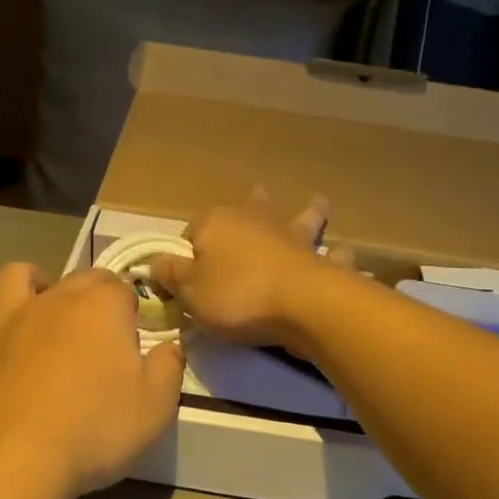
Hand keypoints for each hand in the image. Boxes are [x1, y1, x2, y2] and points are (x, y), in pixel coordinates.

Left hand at [0, 264, 185, 498]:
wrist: (19, 459)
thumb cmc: (96, 430)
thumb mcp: (157, 406)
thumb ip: (169, 368)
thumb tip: (170, 347)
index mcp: (102, 307)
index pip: (123, 287)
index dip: (133, 309)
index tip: (135, 338)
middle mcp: (55, 299)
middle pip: (79, 277)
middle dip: (94, 293)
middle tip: (101, 335)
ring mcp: (9, 319)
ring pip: (18, 276)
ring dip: (33, 284)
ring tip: (44, 312)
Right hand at [151, 193, 347, 347]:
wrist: (302, 305)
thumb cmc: (236, 295)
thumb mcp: (189, 290)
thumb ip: (170, 274)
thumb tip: (154, 262)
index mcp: (217, 223)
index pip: (193, 229)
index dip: (187, 250)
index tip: (184, 275)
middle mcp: (257, 221)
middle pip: (251, 207)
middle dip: (253, 202)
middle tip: (257, 192)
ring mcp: (294, 239)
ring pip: (301, 218)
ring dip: (309, 212)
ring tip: (318, 201)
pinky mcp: (322, 262)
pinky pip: (333, 256)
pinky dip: (337, 256)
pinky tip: (343, 255)